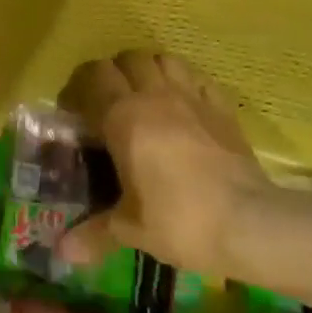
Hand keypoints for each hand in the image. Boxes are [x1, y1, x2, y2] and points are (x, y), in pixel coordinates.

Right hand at [56, 51, 273, 279]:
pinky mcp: (222, 106)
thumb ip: (94, 233)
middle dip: (114, 74)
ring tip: (145, 95)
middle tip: (108, 103)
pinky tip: (184, 103)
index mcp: (124, 117)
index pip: (93, 77)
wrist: (249, 222)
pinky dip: (185, 81)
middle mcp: (155, 95)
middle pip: (127, 59)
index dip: (79, 88)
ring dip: (149, 69)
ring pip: (164, 58)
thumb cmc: (180, 221)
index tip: (74, 113)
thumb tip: (63, 253)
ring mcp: (192, 96)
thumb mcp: (131, 230)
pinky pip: (197, 77)